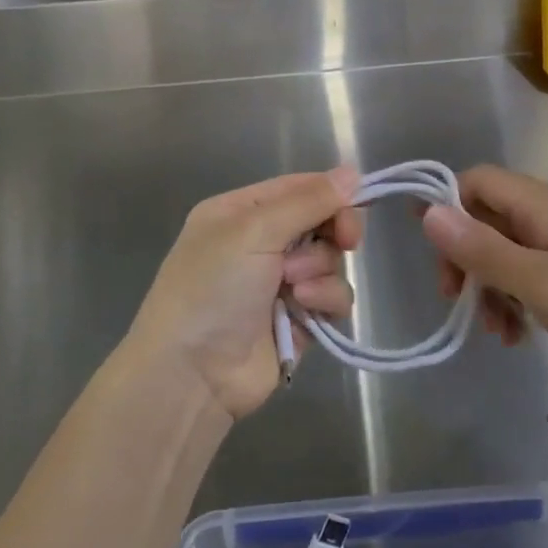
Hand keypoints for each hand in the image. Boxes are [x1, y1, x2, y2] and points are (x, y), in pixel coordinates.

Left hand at [129, 169, 361, 419]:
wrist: (191, 374)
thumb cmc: (213, 288)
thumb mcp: (254, 231)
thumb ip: (307, 201)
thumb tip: (352, 172)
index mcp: (241, 213)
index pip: (299, 188)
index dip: (331, 193)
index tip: (356, 203)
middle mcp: (261, 243)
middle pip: (321, 222)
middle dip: (333, 231)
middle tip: (346, 240)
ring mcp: (280, 282)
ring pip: (330, 260)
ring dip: (321, 271)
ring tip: (295, 290)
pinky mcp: (299, 319)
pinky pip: (332, 297)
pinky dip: (326, 301)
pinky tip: (305, 311)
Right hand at [422, 165, 547, 392]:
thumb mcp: (537, 282)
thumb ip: (481, 247)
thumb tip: (428, 211)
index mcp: (542, 203)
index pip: (476, 181)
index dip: (448, 208)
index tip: (434, 254)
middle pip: (486, 217)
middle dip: (466, 258)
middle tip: (457, 299)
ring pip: (504, 250)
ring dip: (488, 286)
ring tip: (496, 329)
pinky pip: (527, 273)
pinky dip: (513, 298)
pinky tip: (517, 335)